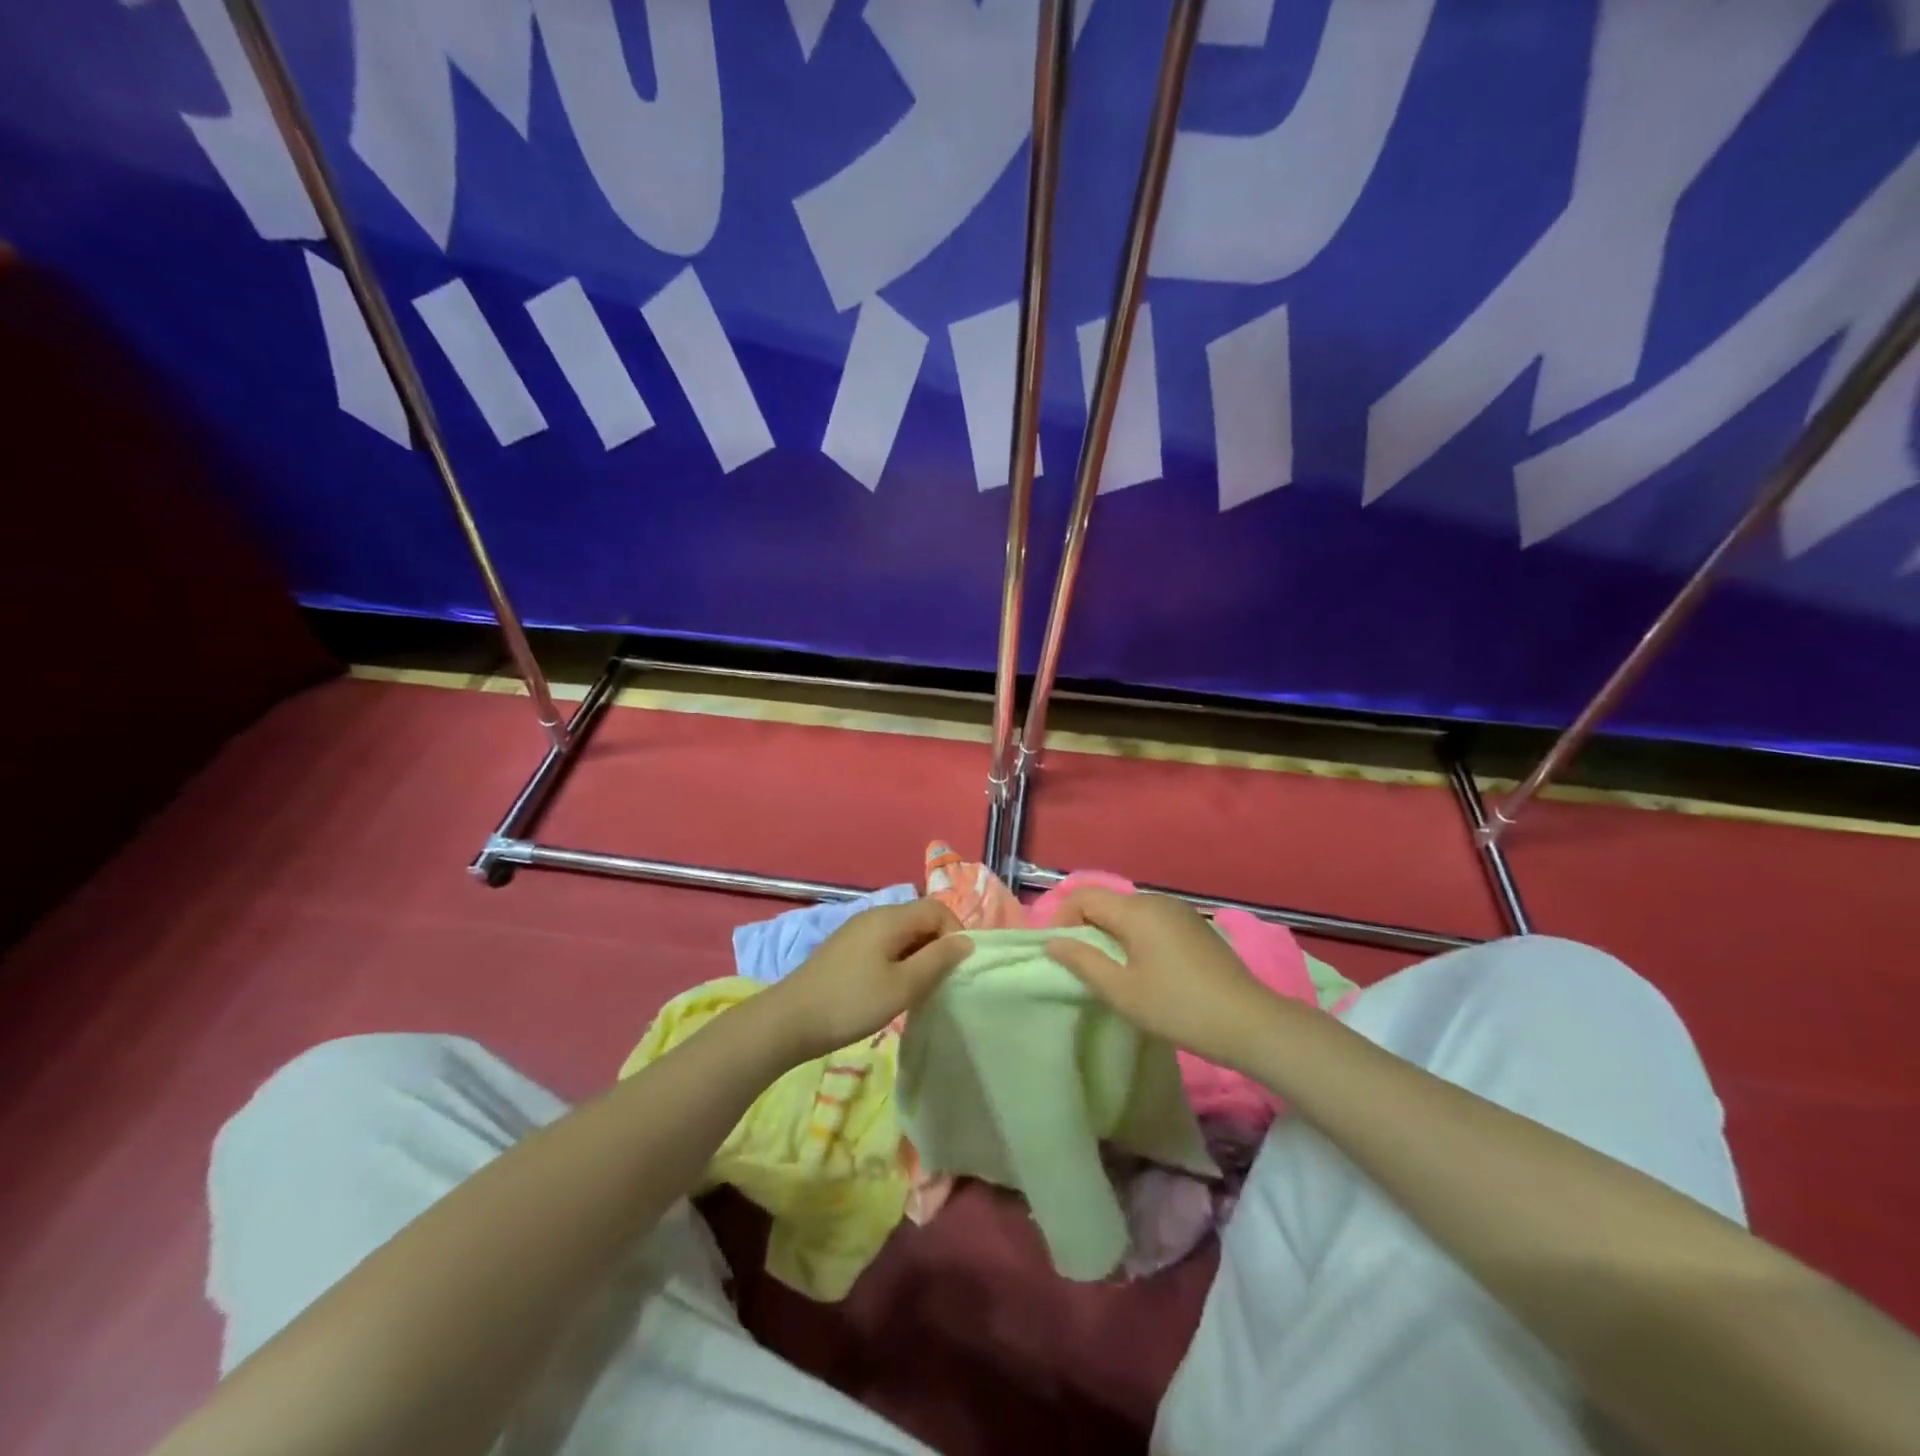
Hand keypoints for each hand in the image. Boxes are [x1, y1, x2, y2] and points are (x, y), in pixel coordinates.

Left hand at [765, 898, 968, 1060]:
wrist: (789, 1021)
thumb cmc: (851, 1002)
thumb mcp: (903, 986)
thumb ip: (938, 960)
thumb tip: (967, 941)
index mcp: (890, 917)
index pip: (938, 909)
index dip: (955, 933)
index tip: (957, 968)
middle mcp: (874, 915)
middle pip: (920, 919)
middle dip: (937, 946)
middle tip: (940, 983)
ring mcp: (857, 931)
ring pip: (902, 934)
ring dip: (918, 957)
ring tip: (918, 990)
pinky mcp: (846, 949)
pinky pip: (884, 945)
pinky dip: (898, 962)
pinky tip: (892, 990)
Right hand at [1044, 888, 1282, 1068]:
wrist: (1250, 1022)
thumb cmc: (1178, 1007)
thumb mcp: (1122, 991)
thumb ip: (1083, 962)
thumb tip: (1053, 942)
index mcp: (1136, 910)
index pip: (1084, 896)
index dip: (1062, 918)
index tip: (1060, 952)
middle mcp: (1157, 900)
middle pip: (1107, 902)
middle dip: (1086, 927)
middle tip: (1082, 967)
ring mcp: (1179, 911)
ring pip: (1129, 913)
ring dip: (1111, 934)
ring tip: (1112, 971)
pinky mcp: (1194, 926)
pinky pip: (1152, 921)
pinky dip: (1136, 937)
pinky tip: (1145, 969)